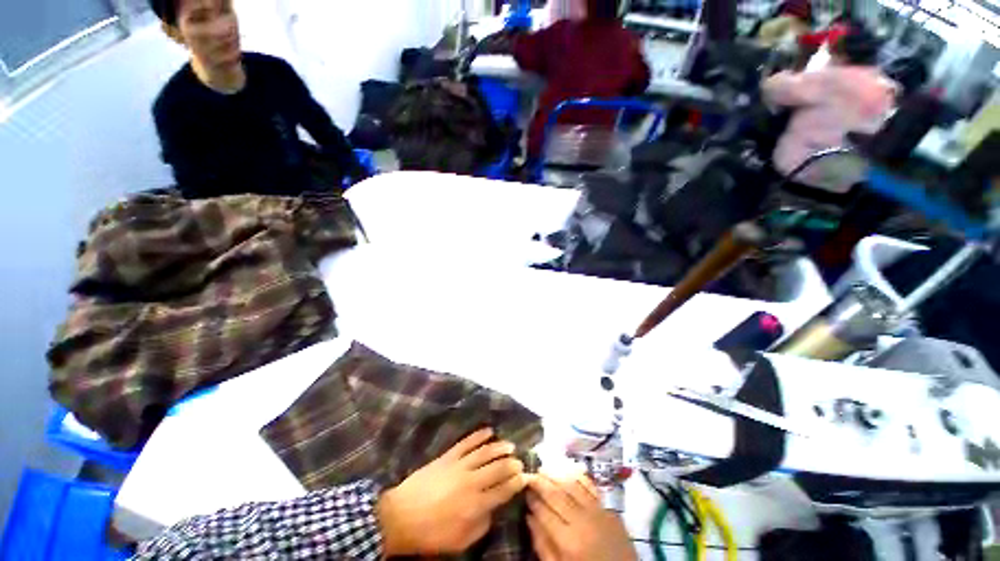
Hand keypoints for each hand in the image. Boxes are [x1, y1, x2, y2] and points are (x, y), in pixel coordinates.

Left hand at [376, 428, 526, 555]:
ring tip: (510, 444)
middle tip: (520, 460)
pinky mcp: (448, 456)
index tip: (525, 477)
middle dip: (511, 463)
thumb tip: (493, 509)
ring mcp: (459, 465)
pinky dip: (479, 435)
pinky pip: (467, 442)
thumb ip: (481, 525)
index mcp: (476, 504)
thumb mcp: (459, 541)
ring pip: (485, 452)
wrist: (400, 516)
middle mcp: (471, 481)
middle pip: (497, 468)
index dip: (516, 483)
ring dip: (499, 447)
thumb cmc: (431, 533)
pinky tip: (489, 430)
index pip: (503, 490)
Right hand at [526, 474, 636, 560]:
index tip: (524, 489)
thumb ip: (543, 546)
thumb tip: (529, 518)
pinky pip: (591, 487)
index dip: (532, 499)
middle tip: (530, 473)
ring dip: (557, 475)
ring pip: (572, 486)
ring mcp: (597, 512)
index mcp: (569, 541)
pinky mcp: (608, 509)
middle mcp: (582, 521)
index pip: (544, 513)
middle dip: (541, 483)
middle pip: (557, 495)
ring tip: (544, 468)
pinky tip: (568, 469)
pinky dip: (578, 476)